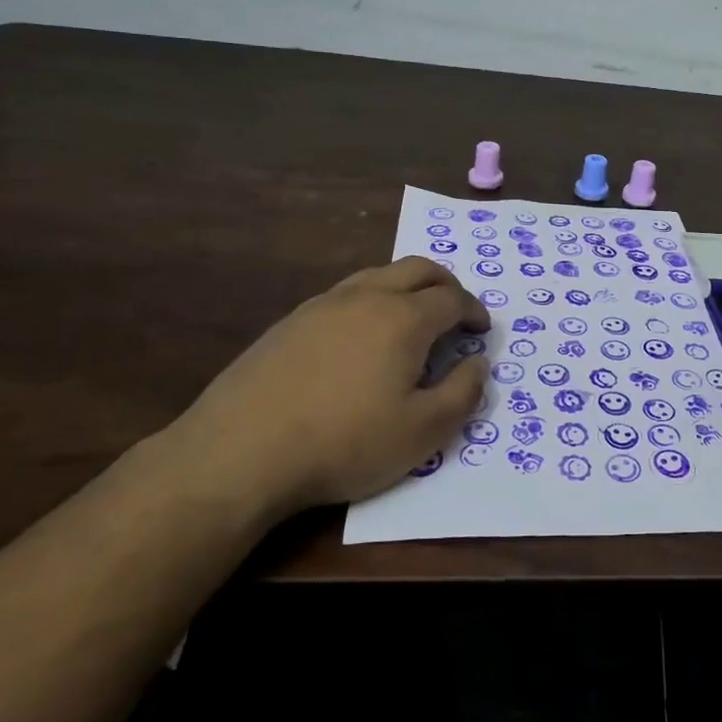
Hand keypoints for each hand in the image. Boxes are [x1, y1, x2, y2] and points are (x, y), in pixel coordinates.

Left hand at [167, 258, 487, 523]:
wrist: (240, 451)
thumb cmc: (345, 442)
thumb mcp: (423, 432)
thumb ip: (463, 393)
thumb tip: (477, 363)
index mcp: (404, 318)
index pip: (452, 298)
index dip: (474, 311)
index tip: (481, 330)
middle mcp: (366, 297)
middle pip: (417, 269)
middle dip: (446, 284)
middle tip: (456, 310)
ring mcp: (323, 304)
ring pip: (378, 275)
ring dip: (406, 287)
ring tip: (412, 317)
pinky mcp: (290, 321)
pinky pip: (345, 294)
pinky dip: (370, 301)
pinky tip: (360, 337)